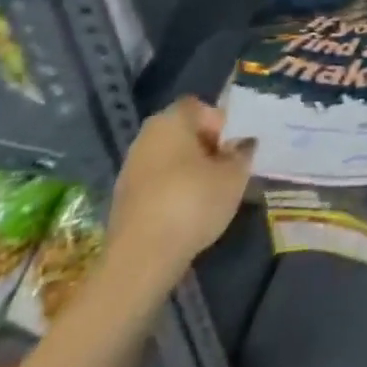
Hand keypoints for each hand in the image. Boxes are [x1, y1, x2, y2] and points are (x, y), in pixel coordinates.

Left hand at [105, 96, 253, 275]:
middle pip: (184, 132)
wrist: (141, 259)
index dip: (221, 124)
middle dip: (207, 148)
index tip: (234, 149)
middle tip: (227, 172)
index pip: (201, 107)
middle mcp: (147, 135)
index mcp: (171, 119)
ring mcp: (131, 167)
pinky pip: (157, 184)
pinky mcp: (123, 198)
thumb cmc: (192, 203)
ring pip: (170, 159)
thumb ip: (242, 153)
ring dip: (190, 172)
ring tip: (210, 196)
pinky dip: (173, 192)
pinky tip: (187, 215)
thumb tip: (243, 144)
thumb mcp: (234, 176)